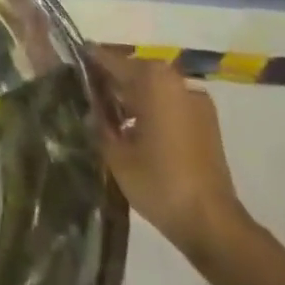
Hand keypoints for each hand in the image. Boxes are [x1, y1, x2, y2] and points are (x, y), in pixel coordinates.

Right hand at [93, 47, 248, 263]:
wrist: (212, 224)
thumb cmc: (159, 182)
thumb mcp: (115, 154)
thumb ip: (98, 123)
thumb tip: (89, 109)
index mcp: (152, 80)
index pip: (112, 61)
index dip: (90, 61)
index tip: (72, 62)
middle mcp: (176, 81)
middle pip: (135, 71)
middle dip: (112, 81)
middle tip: (87, 93)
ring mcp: (196, 101)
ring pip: (154, 88)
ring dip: (133, 96)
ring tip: (109, 115)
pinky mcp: (207, 122)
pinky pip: (171, 103)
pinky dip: (152, 109)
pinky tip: (136, 130)